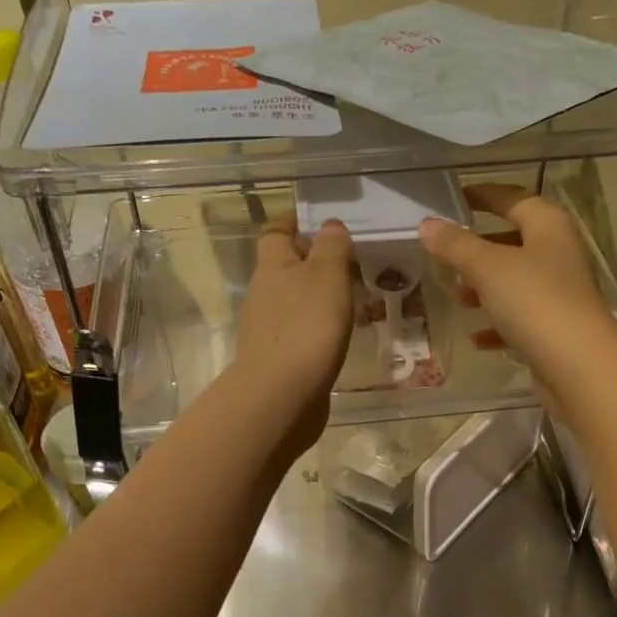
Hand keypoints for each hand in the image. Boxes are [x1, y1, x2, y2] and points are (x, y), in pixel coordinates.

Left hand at [229, 213, 353, 456]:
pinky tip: (339, 336)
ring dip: (317, 298)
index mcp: (273, 267)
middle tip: (348, 262)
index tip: (315, 219)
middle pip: (284, 269)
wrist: (282, 396)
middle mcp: (264, 295)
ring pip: (294, 303)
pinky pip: (300, 333)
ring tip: (352, 299)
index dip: (293, 223)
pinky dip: (317, 329)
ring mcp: (269, 330)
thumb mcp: (327, 276)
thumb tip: (329, 225)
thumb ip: (331, 248)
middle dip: (311, 263)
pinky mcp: (279, 360)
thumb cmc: (307, 327)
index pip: (276, 233)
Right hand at [420, 184, 616, 400]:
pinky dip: (497, 325)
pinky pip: (519, 319)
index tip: (454, 198)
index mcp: (548, 226)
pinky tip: (476, 338)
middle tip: (447, 254)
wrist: (578, 366)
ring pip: (515, 282)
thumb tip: (427, 224)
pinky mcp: (554, 328)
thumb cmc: (535, 302)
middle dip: (479, 248)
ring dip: (485, 288)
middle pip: (514, 241)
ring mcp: (558, 293)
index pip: (513, 198)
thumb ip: (456, 245)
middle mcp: (557, 253)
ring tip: (457, 297)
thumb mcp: (488, 268)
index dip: (484, 196)